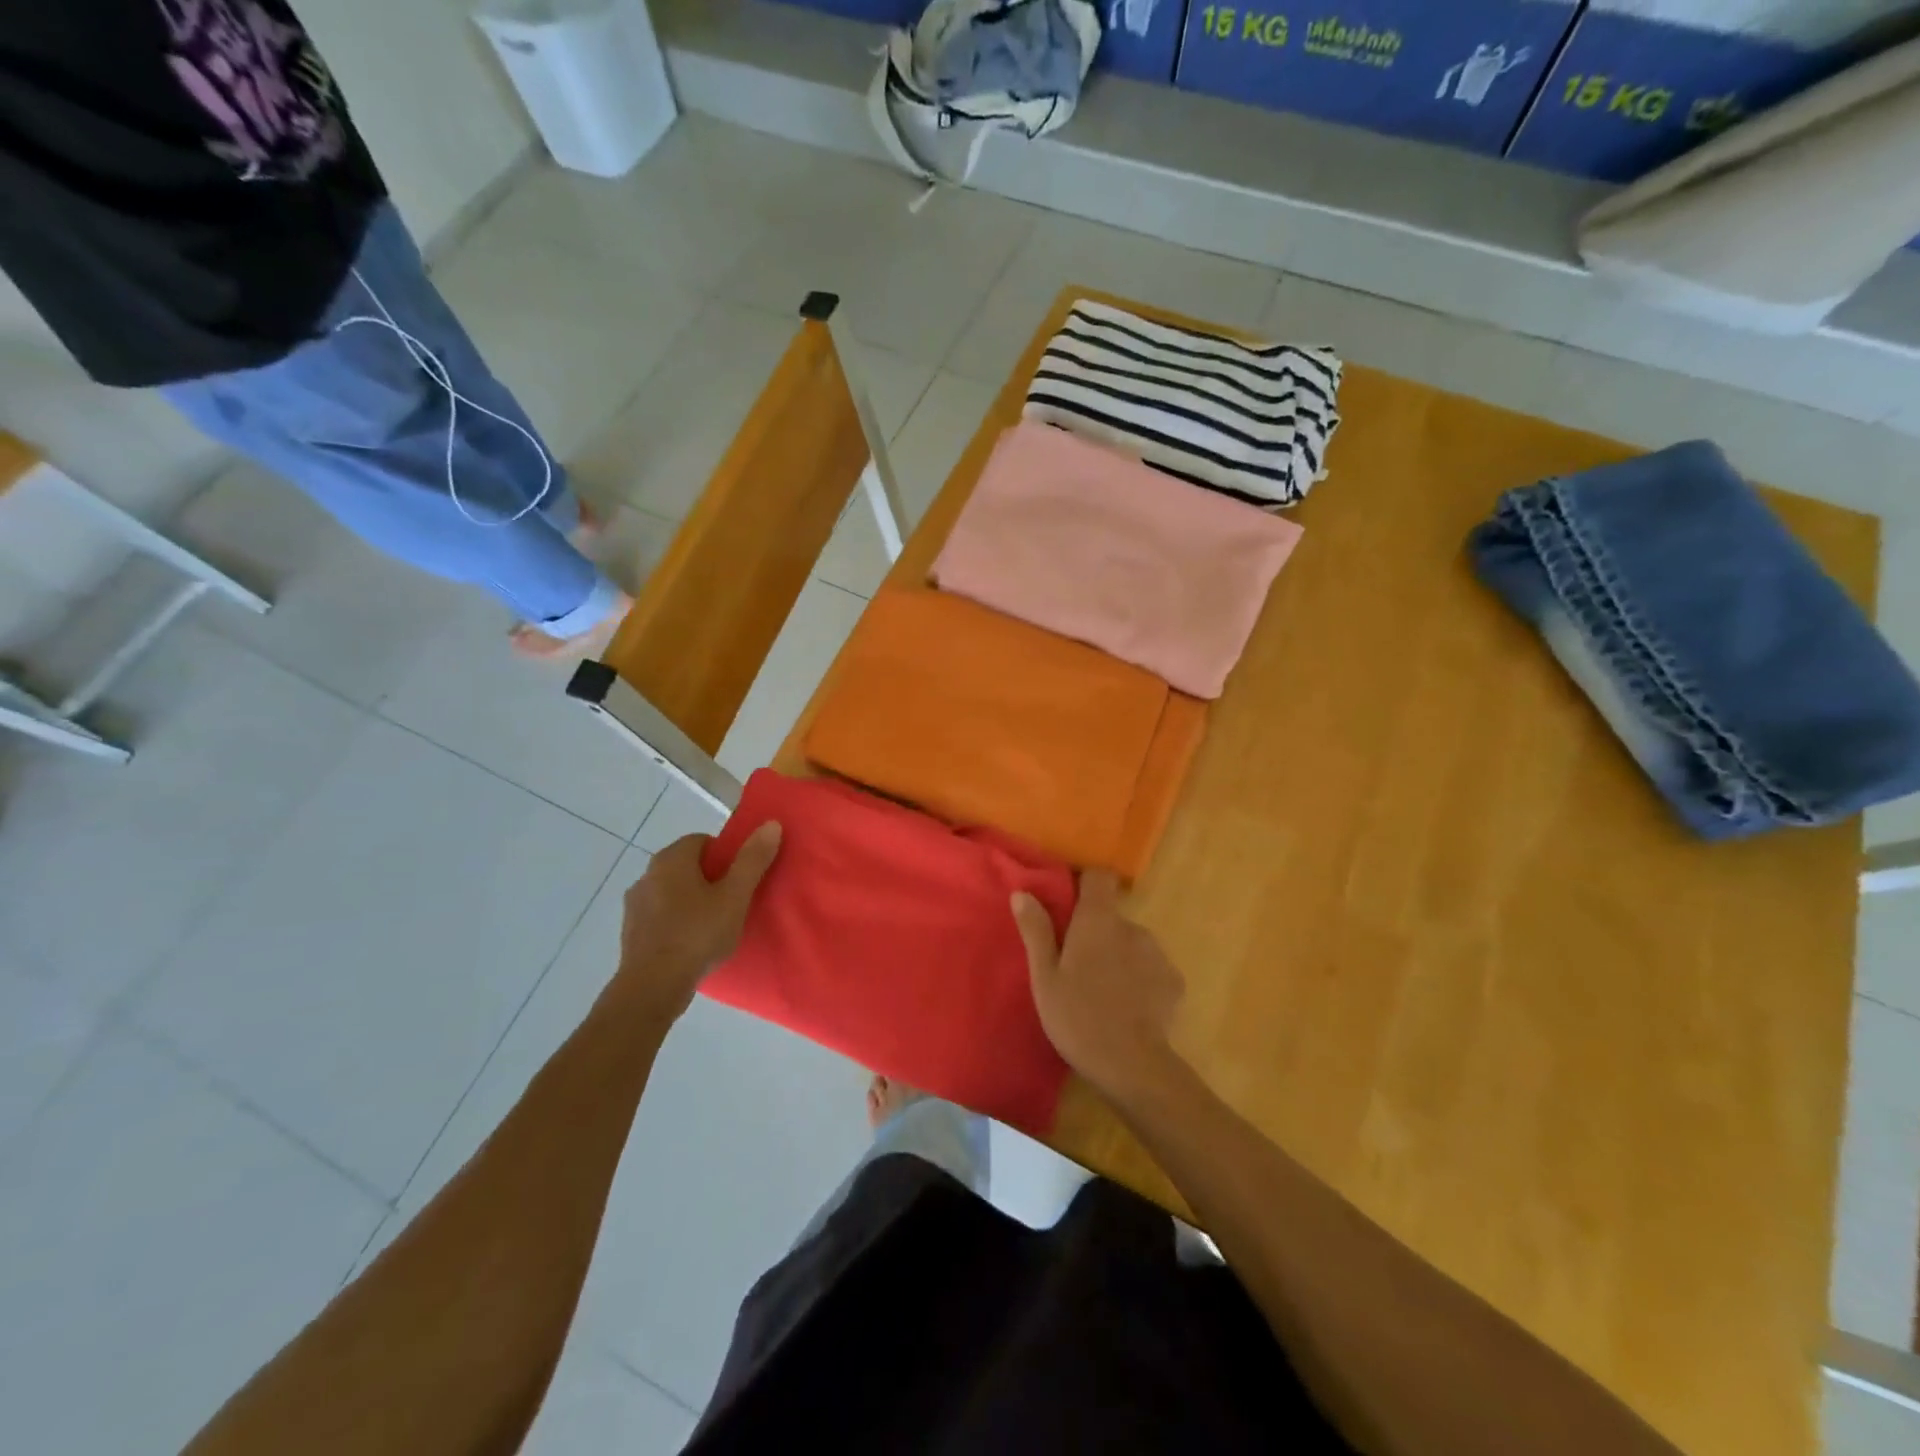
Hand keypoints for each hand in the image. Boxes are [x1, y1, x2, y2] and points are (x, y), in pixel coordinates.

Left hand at [613, 823, 780, 1021]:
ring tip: (714, 925)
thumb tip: (771, 824)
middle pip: (687, 865)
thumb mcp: (735, 897)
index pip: (703, 841)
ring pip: (672, 891)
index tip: (739, 880)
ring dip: (691, 900)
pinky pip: (660, 915)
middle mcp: (647, 874)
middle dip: (710, 878)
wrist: (652, 986)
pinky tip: (692, 943)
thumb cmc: (697, 934)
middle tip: (732, 902)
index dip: (726, 856)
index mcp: (671, 859)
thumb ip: (752, 860)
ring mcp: (635, 904)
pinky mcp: (631, 931)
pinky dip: (676, 921)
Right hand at [1011, 871, 1186, 1106]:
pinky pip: (1151, 968)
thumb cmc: (1078, 1017)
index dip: (1084, 884)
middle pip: (1112, 916)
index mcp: (1098, 920)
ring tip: (1102, 990)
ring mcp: (1157, 954)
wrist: (1132, 1066)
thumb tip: (1022, 892)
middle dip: (1096, 932)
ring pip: (1131, 943)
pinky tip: (1127, 1007)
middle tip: (1076, 965)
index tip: (1069, 903)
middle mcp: (1132, 927)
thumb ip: (1036, 931)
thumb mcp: (1044, 977)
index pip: (1099, 877)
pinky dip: (1139, 979)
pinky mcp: (1174, 981)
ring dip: (1118, 956)